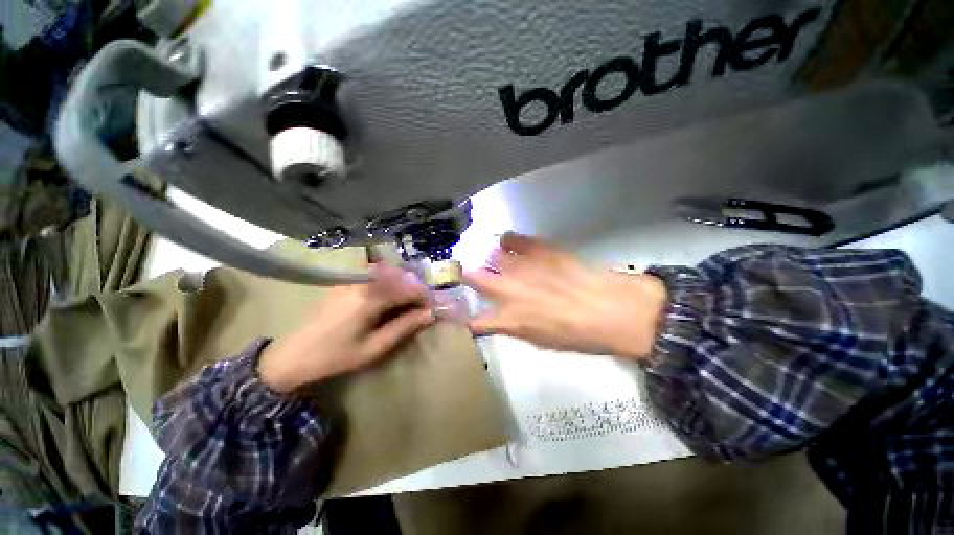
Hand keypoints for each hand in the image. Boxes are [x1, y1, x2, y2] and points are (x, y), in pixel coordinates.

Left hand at [258, 264, 434, 392]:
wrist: (294, 355)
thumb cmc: (336, 355)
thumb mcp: (374, 348)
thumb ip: (404, 327)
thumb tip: (430, 314)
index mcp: (370, 298)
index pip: (409, 289)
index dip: (425, 297)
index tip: (433, 309)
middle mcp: (363, 282)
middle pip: (401, 277)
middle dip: (416, 290)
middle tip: (422, 308)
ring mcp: (353, 280)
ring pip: (389, 274)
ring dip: (404, 286)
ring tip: (408, 305)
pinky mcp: (346, 282)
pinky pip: (376, 276)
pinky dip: (389, 284)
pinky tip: (390, 299)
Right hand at [464, 233, 666, 359]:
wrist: (612, 310)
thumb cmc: (578, 335)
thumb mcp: (540, 341)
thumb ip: (514, 328)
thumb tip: (502, 319)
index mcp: (509, 319)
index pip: (474, 321)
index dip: (463, 318)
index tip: (459, 314)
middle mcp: (508, 291)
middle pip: (473, 278)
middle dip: (465, 276)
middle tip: (467, 275)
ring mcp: (521, 266)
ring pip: (491, 256)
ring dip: (491, 260)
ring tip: (497, 261)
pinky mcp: (537, 249)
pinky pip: (511, 238)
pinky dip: (509, 240)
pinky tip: (511, 243)